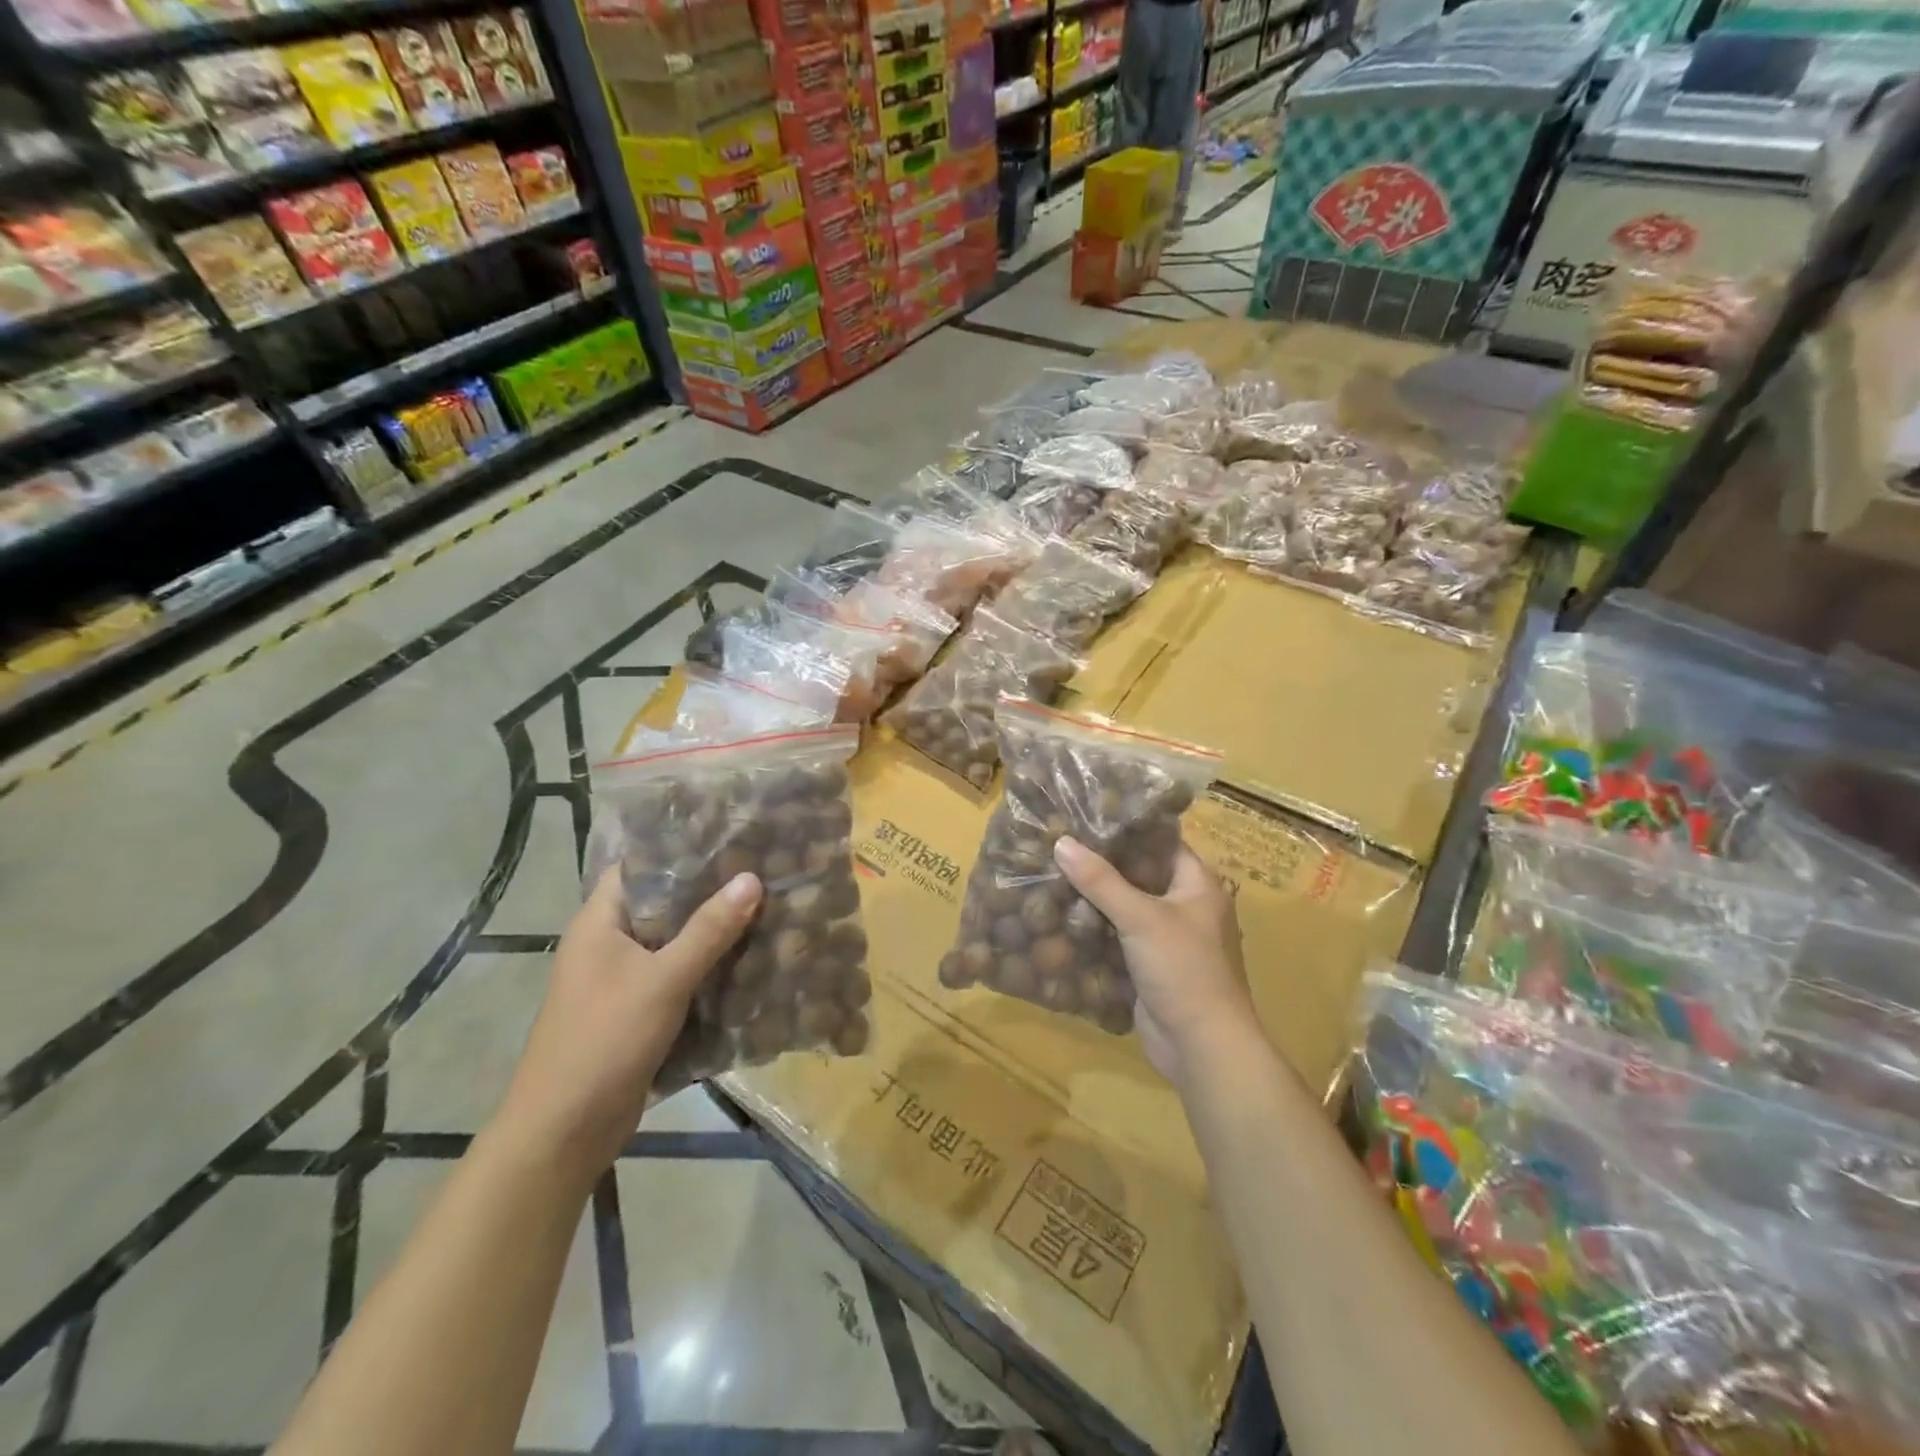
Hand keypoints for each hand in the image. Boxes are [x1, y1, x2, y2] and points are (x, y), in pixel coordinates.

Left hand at [495, 866, 760, 1178]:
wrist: (564, 1130)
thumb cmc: (605, 1039)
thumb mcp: (664, 979)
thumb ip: (709, 929)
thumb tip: (751, 878)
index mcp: (599, 921)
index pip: (640, 865)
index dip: (681, 847)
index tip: (730, 835)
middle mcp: (607, 942)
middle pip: (662, 902)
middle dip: (708, 890)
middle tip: (760, 868)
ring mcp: (619, 978)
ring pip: (672, 940)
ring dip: (711, 930)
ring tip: (764, 905)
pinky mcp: (635, 1009)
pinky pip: (675, 974)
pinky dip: (705, 965)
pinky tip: (747, 958)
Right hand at [1054, 837, 1254, 1082]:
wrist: (1202, 1047)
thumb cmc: (1184, 969)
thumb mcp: (1141, 917)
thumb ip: (1100, 880)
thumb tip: (1061, 842)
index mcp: (1198, 885)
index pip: (1161, 842)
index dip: (1127, 828)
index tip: (1086, 815)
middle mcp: (1185, 906)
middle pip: (1140, 875)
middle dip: (1102, 864)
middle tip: (1060, 843)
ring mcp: (1167, 939)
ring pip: (1126, 908)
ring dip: (1095, 898)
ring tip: (1052, 873)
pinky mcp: (1149, 966)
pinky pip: (1119, 938)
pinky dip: (1095, 929)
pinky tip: (1060, 917)